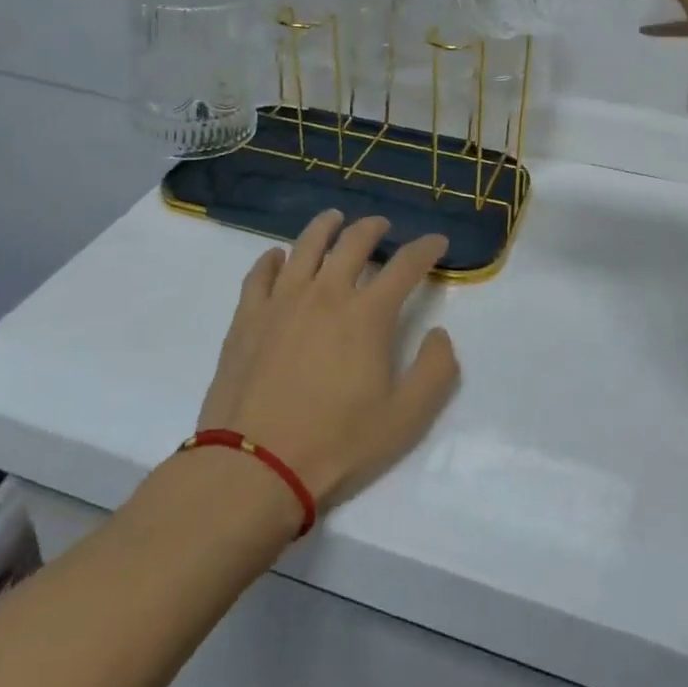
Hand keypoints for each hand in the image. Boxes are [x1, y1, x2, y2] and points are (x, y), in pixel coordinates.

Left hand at [196, 211, 458, 509]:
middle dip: (373, 228)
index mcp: (368, 314)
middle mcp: (326, 293)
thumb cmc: (336, 444)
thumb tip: (440, 334)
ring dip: (325, 226)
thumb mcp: (406, 419)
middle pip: (353, 242)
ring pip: (306, 246)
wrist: (254, 467)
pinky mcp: (247, 317)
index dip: (426, 248)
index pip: (405, 265)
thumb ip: (436, 371)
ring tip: (334, 219)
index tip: (436, 242)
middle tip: (382, 226)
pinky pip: (260, 273)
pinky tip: (278, 257)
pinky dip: (273, 259)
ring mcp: (282, 301)